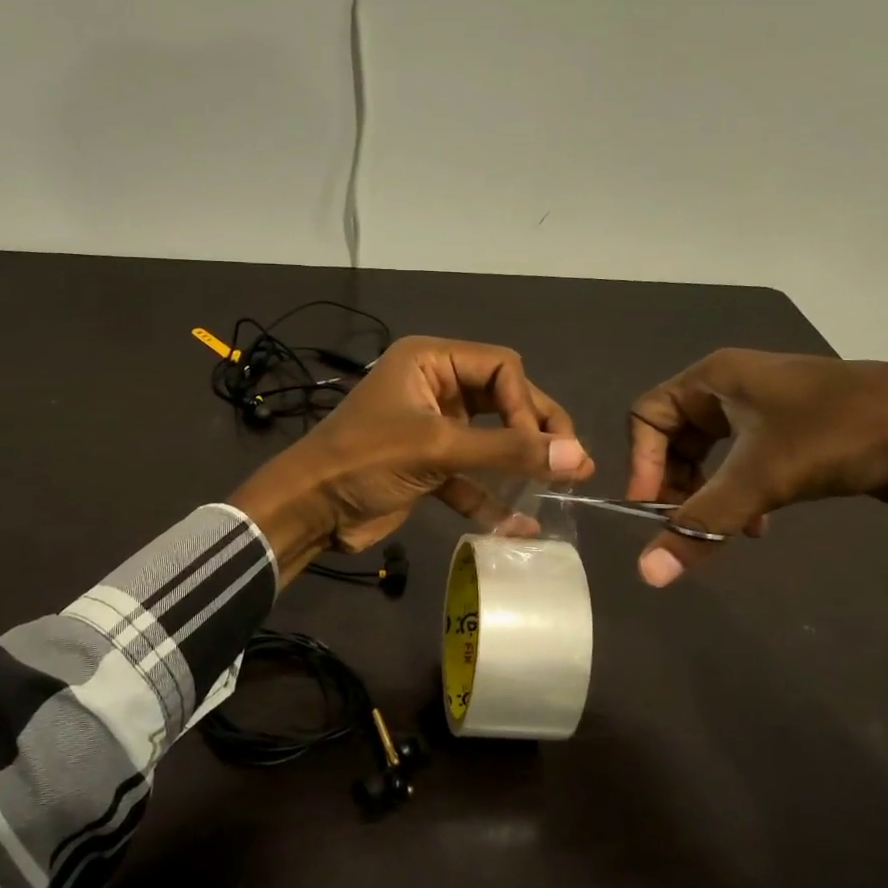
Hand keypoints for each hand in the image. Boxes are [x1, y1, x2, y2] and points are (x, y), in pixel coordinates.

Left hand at [230, 337, 594, 579]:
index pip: (501, 368)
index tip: (539, 447)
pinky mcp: (428, 467)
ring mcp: (432, 429)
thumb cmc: (366, 460)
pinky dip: (492, 499)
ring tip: (563, 488)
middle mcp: (434, 387)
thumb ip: (507, 451)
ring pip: (490, 441)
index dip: (527, 404)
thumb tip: (577, 456)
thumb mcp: (436, 448)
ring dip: (520, 465)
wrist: (310, 509)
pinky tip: (521, 526)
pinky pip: (471, 477)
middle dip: (535, 433)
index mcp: (430, 361)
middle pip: (501, 402)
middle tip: (573, 462)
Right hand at [626, 350, 887, 586]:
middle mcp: (732, 387)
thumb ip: (700, 523)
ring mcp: (764, 408)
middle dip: (676, 484)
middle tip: (684, 524)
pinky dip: (739, 494)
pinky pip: (742, 463)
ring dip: (708, 495)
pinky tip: (757, 526)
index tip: (651, 509)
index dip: (641, 463)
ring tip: (725, 529)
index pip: (647, 416)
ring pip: (709, 455)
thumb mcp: (761, 477)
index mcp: (715, 378)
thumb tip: (647, 574)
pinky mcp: (791, 432)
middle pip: (674, 438)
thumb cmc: (837, 434)